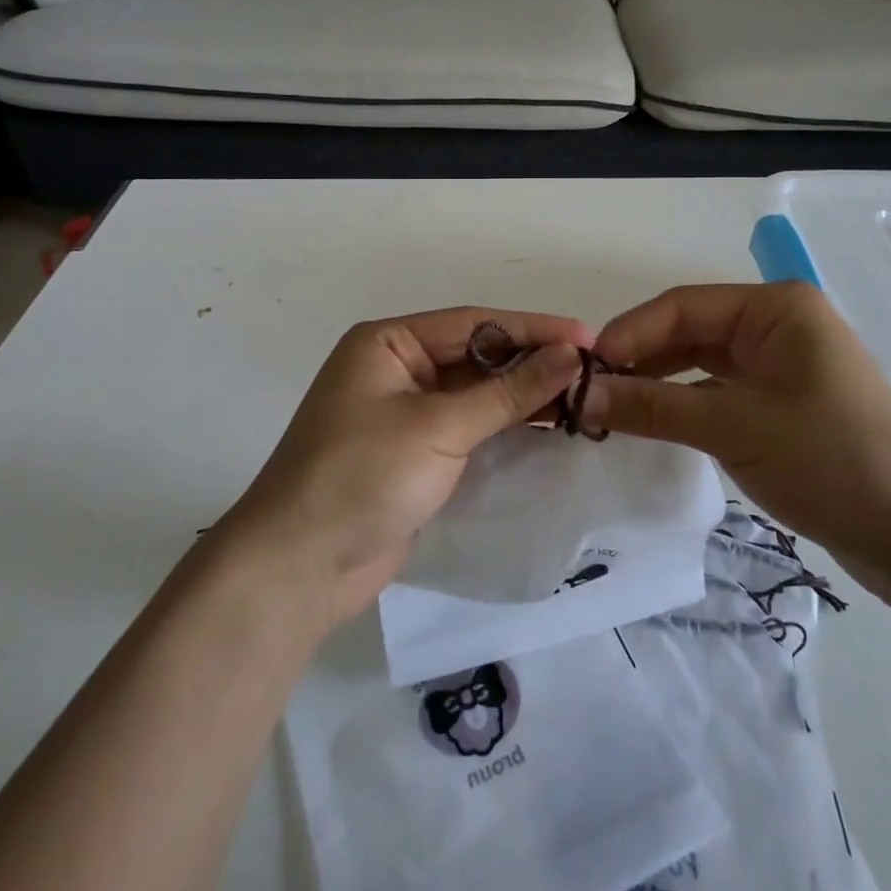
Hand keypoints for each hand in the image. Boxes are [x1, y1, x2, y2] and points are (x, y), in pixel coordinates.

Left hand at [218, 307, 592, 628]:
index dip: (533, 329)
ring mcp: (403, 413)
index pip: (475, 323)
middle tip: (592, 371)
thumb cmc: (363, 475)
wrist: (298, 567)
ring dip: (522, 396)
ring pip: (475, 393)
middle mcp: (396, 368)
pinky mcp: (414, 453)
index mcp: (388, 343)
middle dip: (530, 363)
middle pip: (476, 355)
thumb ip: (508, 391)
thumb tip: (570, 356)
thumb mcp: (440, 426)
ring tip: (582, 398)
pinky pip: (468, 428)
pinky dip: (504, 427)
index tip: (588, 338)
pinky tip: (547, 429)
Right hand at [581, 282, 890, 578]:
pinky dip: (682, 403)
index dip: (629, 333)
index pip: (681, 306)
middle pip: (689, 330)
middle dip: (640, 358)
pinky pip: (717, 390)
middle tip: (590, 391)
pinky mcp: (781, 403)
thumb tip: (579, 395)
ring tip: (611, 407)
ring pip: (700, 362)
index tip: (585, 369)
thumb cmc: (829, 459)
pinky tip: (651, 422)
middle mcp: (776, 325)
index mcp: (774, 307)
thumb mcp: (732, 427)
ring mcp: (780, 364)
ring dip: (657, 382)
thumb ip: (651, 406)